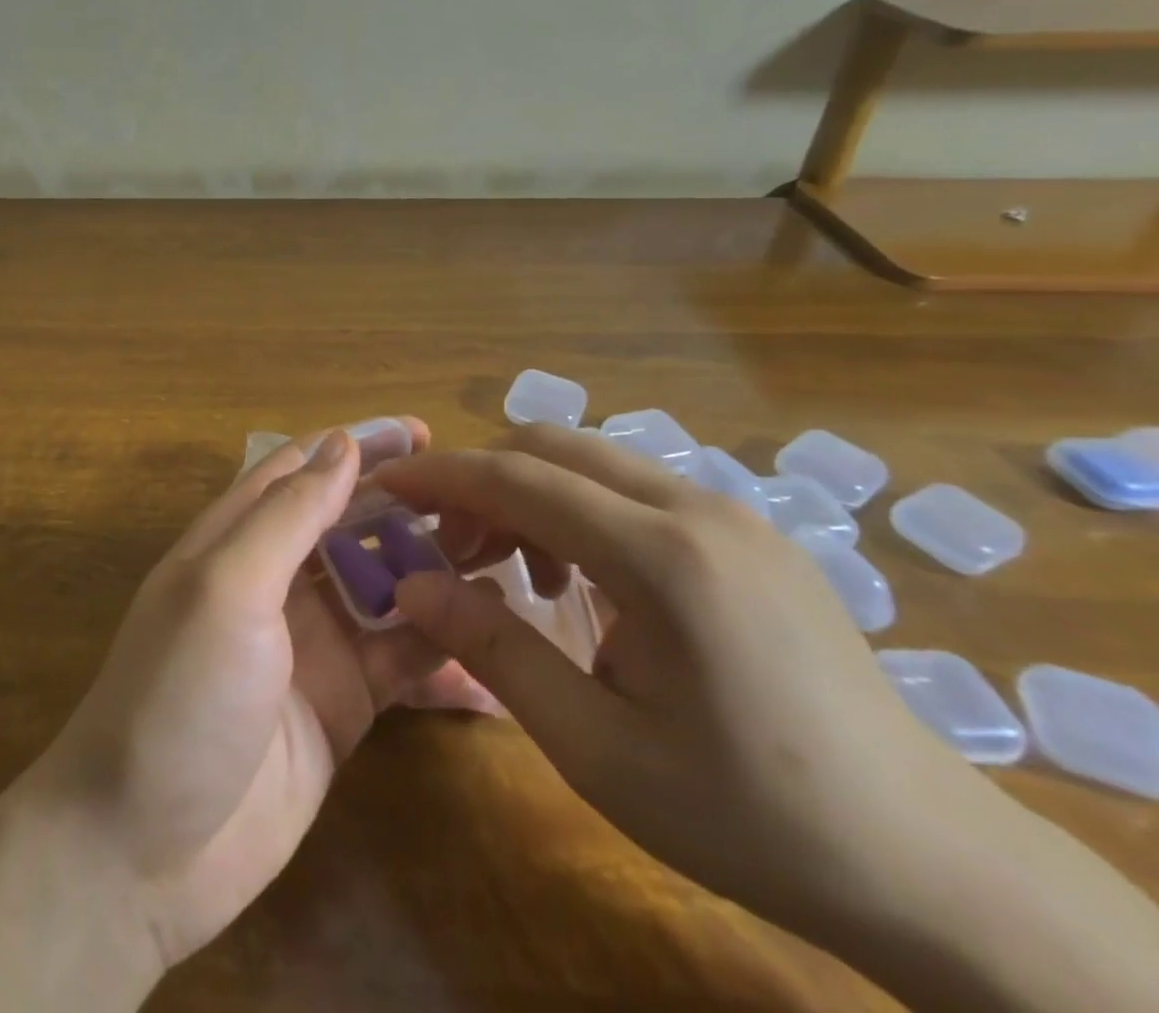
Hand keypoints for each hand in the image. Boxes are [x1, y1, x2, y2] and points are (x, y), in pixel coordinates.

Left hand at [25, 419, 480, 971]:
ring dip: (434, 569)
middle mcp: (277, 580)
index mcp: (238, 539)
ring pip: (384, 585)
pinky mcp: (344, 702)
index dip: (357, 444)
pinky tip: (496, 638)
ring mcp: (313, 642)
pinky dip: (443, 644)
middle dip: (408, 505)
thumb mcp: (227, 587)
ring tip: (504, 555)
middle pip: (350, 522)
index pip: (302, 469)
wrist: (145, 849)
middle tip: (483, 500)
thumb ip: (286, 514)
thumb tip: (342, 442)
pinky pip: (402, 657)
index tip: (424, 433)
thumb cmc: (179, 694)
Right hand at [377, 428, 1158, 1012]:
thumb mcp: (597, 747)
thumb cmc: (748, 813)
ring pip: (592, 461)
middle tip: (449, 548)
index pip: (519, 478)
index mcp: (664, 557)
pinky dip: (579, 511)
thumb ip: (493, 649)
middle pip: (552, 446)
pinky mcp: (749, 532)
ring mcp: (733, 513)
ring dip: (530, 495)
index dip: (440, 475)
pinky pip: (634, 489)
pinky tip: (583, 581)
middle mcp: (699, 508)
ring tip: (513, 573)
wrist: (925, 862)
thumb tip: (409, 584)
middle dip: (481, 481)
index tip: (383, 485)